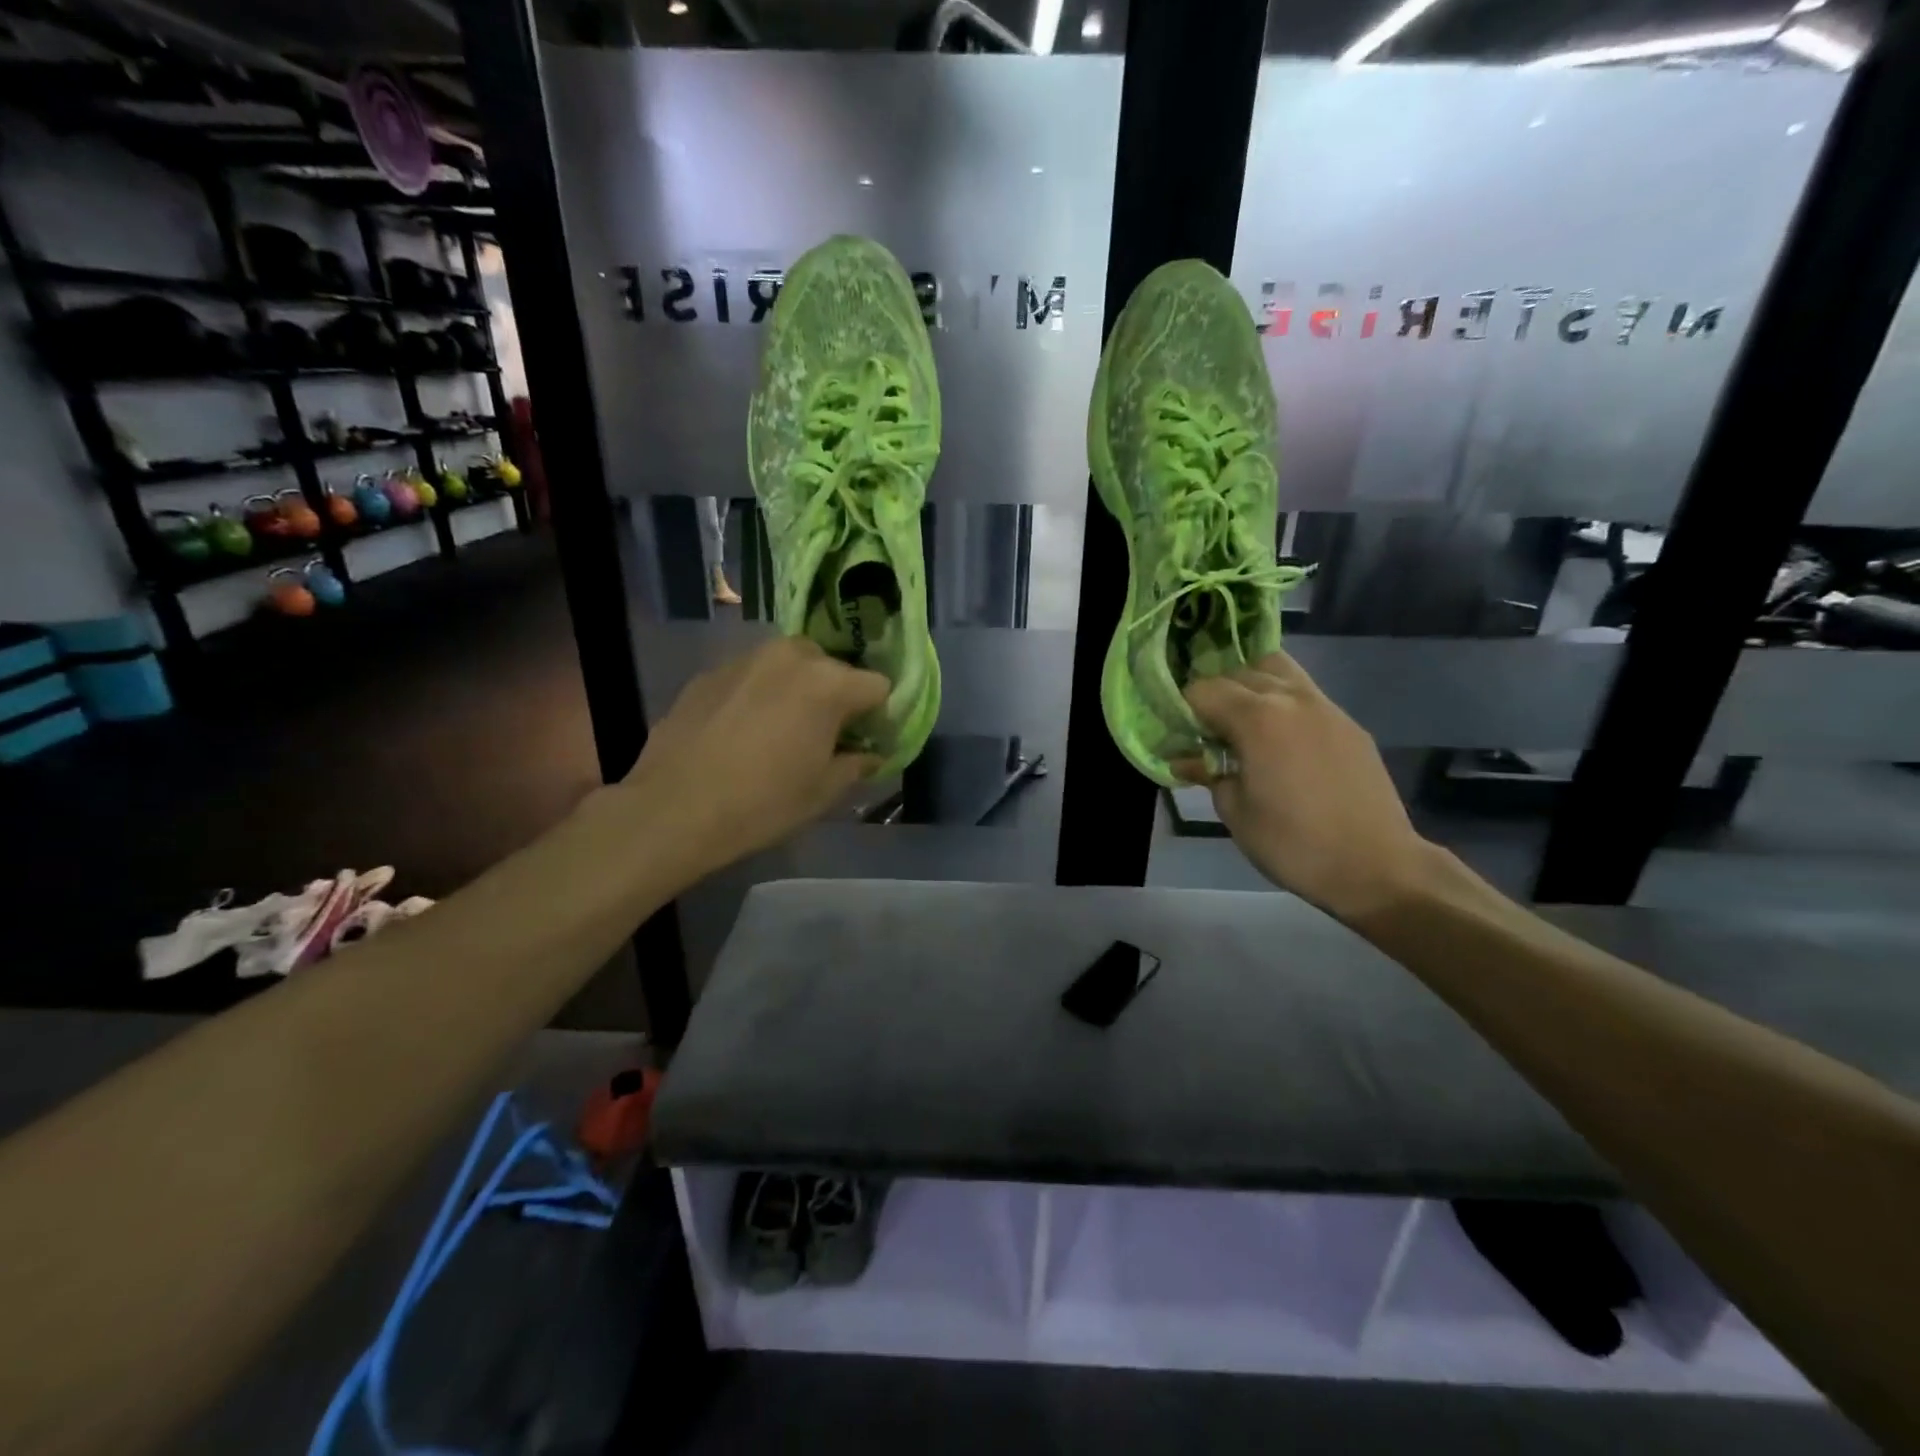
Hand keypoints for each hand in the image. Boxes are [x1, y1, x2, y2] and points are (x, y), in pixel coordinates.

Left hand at [621, 636, 887, 874]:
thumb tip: (871, 755)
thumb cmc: (762, 803)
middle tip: (823, 735)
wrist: (673, 809)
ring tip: (779, 731)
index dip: (878, 715)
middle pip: (832, 668)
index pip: (877, 686)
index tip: (866, 741)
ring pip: (789, 667)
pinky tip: (740, 733)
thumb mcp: (823, 791)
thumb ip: (857, 764)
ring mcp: (745, 659)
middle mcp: (790, 656)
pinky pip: (751, 677)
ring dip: (795, 691)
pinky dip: (757, 696)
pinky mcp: (709, 673)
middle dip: (835, 696)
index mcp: (828, 682)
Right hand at [1175, 652, 1433, 924]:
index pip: (1203, 689)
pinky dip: (1282, 703)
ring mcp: (1325, 706)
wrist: (1376, 866)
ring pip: (1277, 670)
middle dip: (1215, 693)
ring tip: (1242, 721)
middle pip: (1239, 672)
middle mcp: (1290, 698)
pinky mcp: (1348, 724)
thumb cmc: (1292, 843)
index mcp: (1257, 717)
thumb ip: (1208, 774)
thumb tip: (1186, 760)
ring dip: (1251, 686)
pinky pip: (1304, 695)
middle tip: (1206, 729)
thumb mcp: (1235, 812)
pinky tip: (1280, 740)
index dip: (1184, 709)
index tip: (1180, 734)